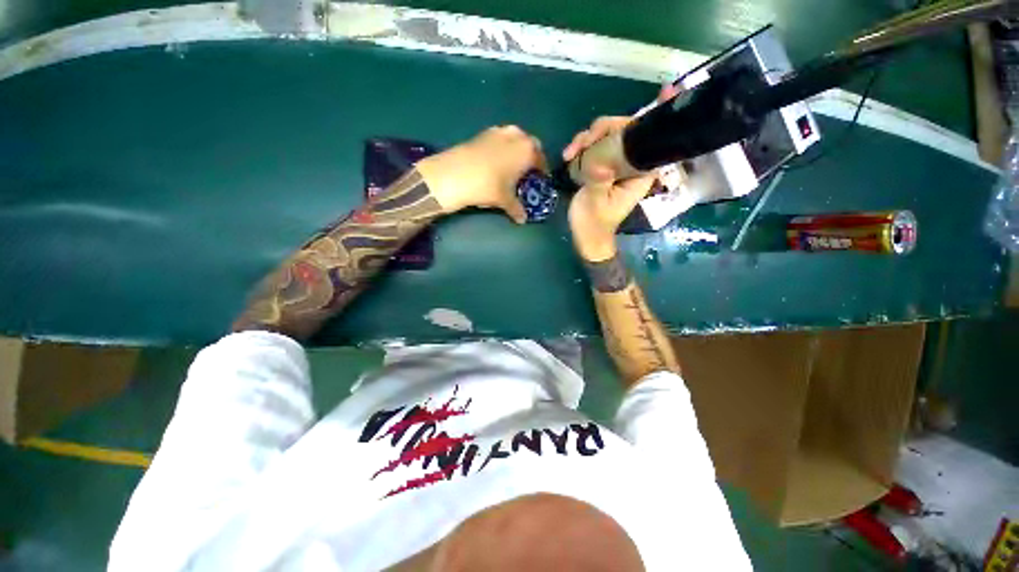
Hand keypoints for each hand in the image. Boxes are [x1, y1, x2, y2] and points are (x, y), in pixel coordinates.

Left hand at [415, 126, 546, 223]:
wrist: (454, 174)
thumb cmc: (488, 186)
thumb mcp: (505, 200)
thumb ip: (516, 209)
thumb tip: (522, 220)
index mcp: (527, 151)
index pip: (541, 159)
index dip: (542, 170)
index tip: (541, 179)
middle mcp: (516, 136)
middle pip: (530, 144)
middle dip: (531, 156)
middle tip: (528, 171)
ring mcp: (498, 131)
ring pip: (515, 138)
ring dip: (517, 149)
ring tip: (512, 165)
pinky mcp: (483, 133)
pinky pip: (500, 138)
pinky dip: (502, 147)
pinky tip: (495, 161)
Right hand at [564, 115, 653, 261]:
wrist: (585, 236)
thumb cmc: (594, 223)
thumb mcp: (596, 203)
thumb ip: (599, 179)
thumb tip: (598, 159)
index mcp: (639, 171)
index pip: (648, 137)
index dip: (655, 115)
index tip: (665, 91)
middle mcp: (630, 162)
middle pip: (623, 130)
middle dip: (601, 130)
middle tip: (579, 145)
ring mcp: (613, 163)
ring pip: (605, 135)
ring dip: (586, 139)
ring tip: (569, 154)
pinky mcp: (599, 165)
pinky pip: (593, 146)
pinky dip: (580, 146)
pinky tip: (568, 155)